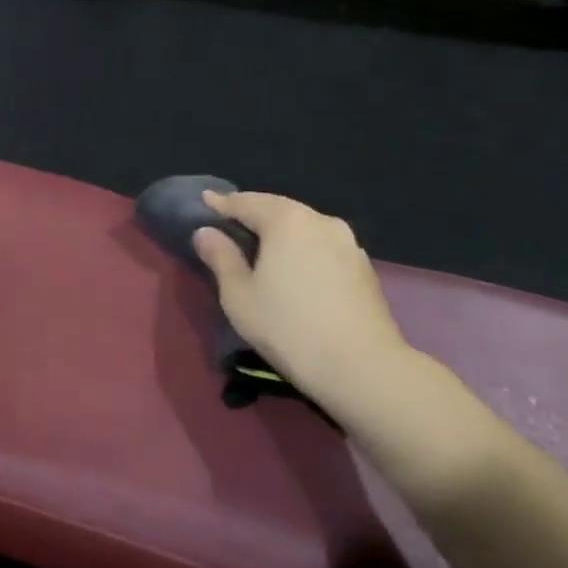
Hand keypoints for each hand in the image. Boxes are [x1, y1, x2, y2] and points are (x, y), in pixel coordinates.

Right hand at [190, 191, 412, 409]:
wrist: (362, 367)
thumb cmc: (288, 327)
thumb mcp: (238, 294)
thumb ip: (220, 257)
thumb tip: (206, 232)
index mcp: (286, 221)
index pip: (246, 202)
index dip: (221, 203)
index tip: (204, 200)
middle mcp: (320, 221)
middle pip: (278, 208)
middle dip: (253, 211)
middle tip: (229, 219)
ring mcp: (347, 242)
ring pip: (304, 225)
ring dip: (280, 229)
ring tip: (261, 242)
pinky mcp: (363, 266)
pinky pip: (322, 244)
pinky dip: (302, 245)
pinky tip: (294, 264)